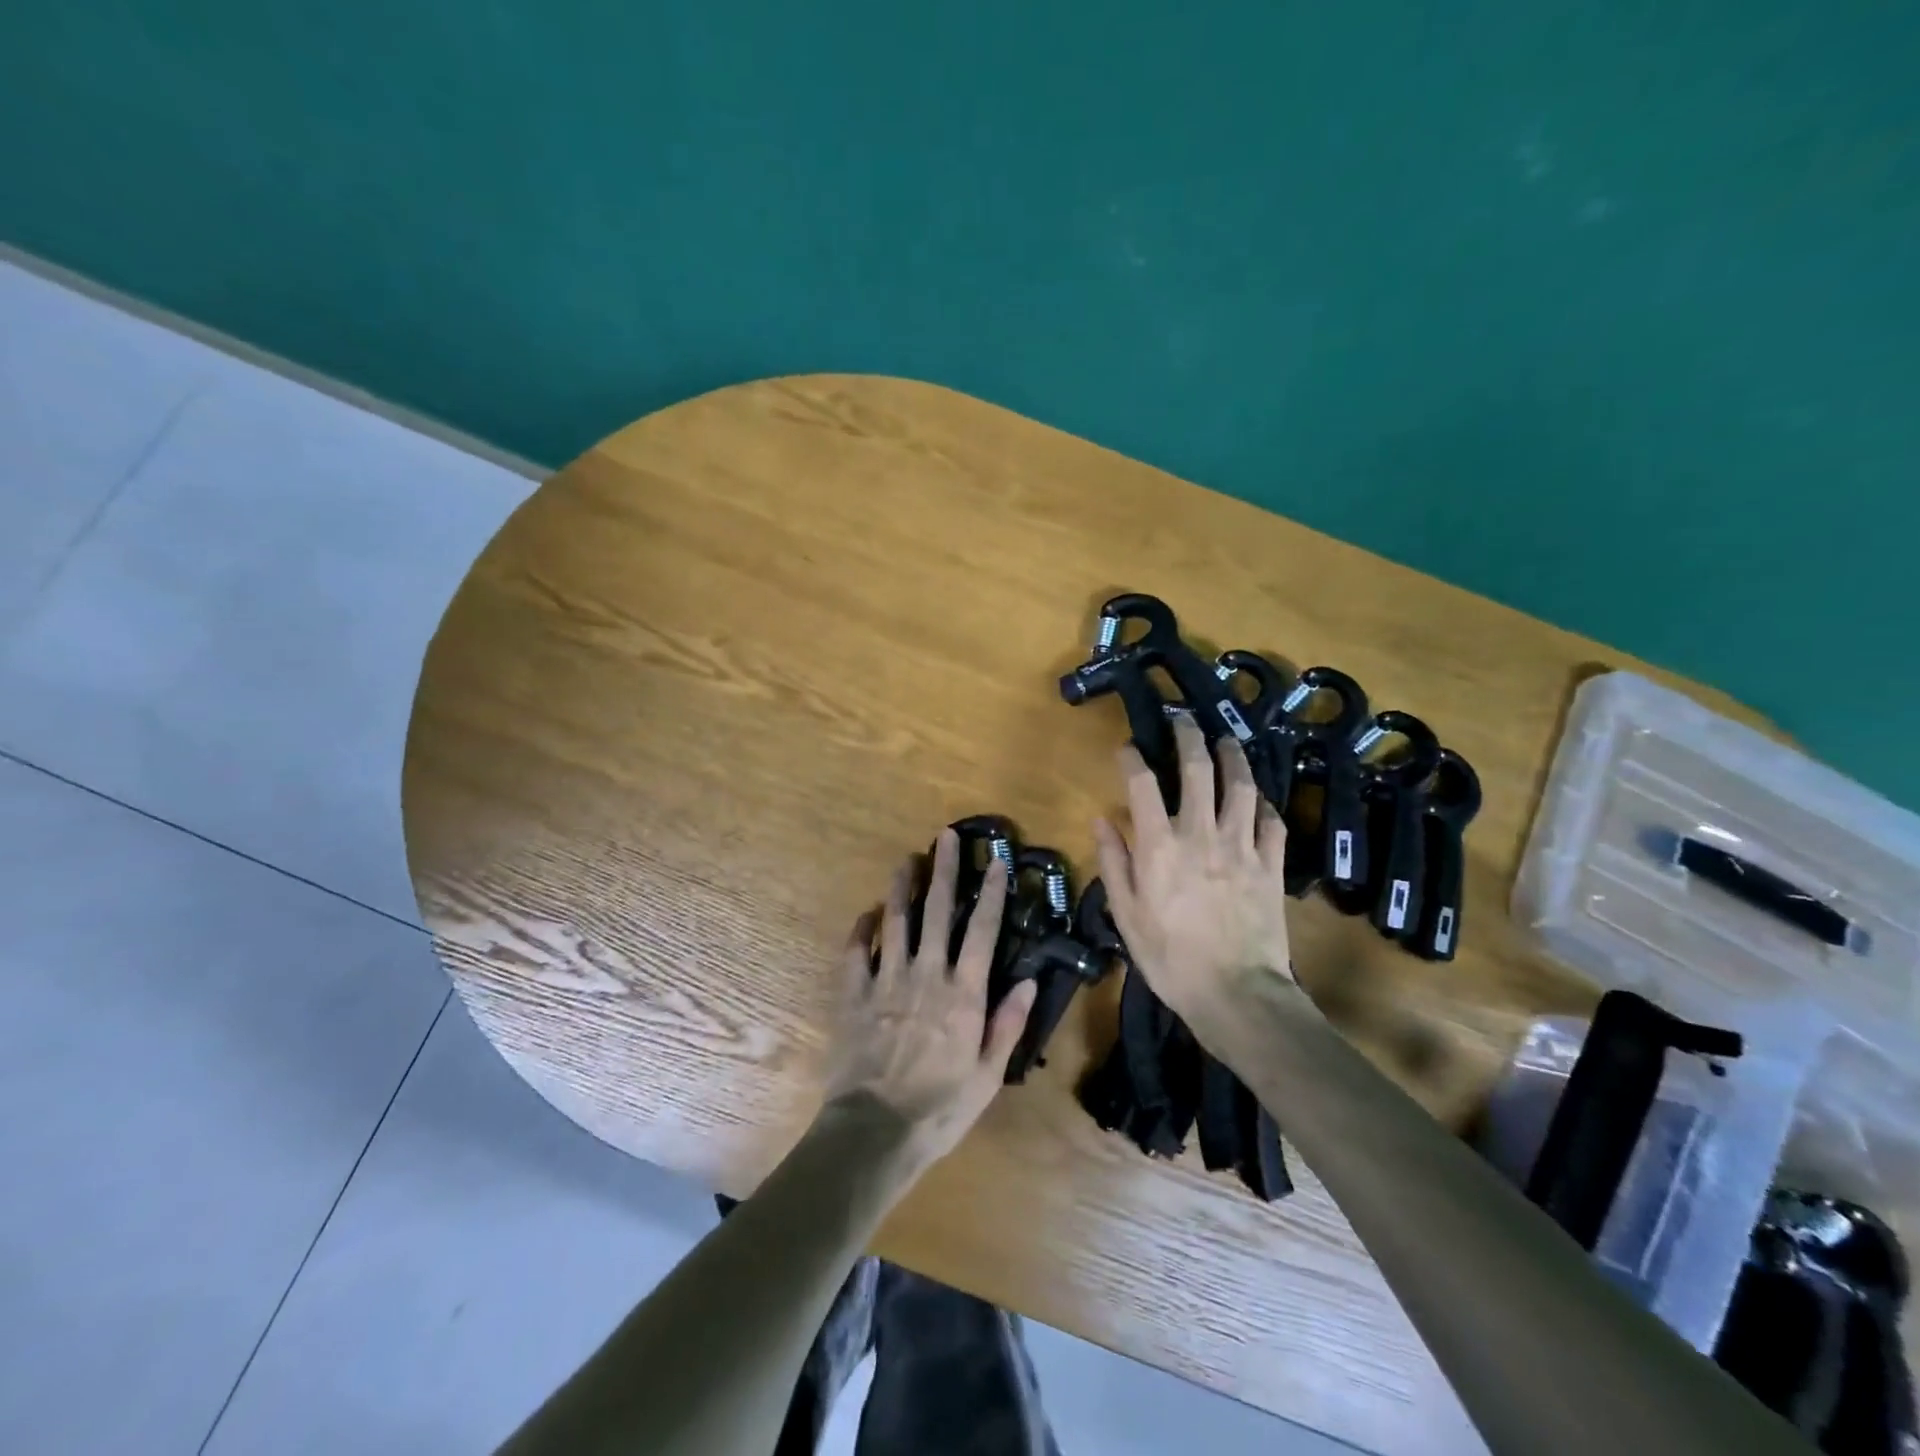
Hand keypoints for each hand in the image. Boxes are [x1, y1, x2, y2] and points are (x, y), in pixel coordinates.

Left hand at [823, 829, 1036, 1172]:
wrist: (874, 1131)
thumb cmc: (940, 1108)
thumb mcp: (988, 1076)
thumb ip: (1008, 1024)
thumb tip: (1030, 980)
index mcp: (963, 993)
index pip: (982, 930)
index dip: (992, 893)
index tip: (997, 861)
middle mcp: (926, 975)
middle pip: (937, 911)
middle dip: (944, 870)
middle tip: (945, 836)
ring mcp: (886, 980)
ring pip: (896, 921)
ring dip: (902, 887)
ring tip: (907, 859)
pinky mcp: (854, 994)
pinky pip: (856, 952)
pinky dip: (862, 929)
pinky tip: (867, 913)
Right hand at [1093, 713, 1295, 1034]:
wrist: (1236, 995)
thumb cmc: (1170, 958)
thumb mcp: (1126, 916)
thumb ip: (1114, 863)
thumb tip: (1102, 820)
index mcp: (1159, 846)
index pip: (1143, 784)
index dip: (1133, 758)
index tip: (1127, 747)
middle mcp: (1201, 833)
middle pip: (1198, 769)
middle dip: (1189, 736)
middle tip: (1184, 720)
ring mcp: (1242, 846)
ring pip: (1242, 786)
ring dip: (1234, 757)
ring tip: (1228, 741)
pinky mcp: (1272, 865)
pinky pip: (1272, 822)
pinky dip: (1264, 805)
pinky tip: (1258, 800)